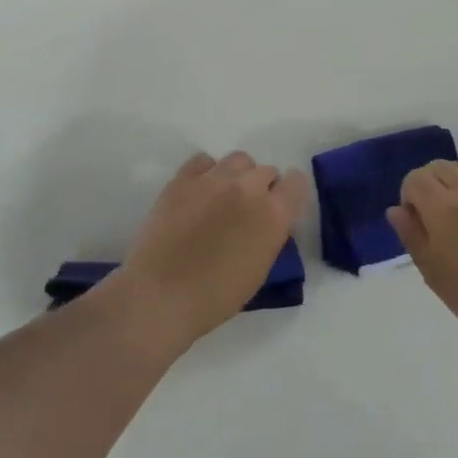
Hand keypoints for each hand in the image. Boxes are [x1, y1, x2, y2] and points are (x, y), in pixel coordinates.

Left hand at [115, 151, 309, 347]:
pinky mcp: (183, 178)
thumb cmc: (215, 297)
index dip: (289, 193)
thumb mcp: (258, 270)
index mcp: (273, 215)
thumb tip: (265, 220)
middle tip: (246, 210)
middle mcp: (248, 188)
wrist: (161, 295)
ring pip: (239, 160)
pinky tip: (199, 192)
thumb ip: (268, 235)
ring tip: (223, 197)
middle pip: (266, 171)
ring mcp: (214, 179)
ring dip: (238, 175)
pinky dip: (207, 172)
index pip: (296, 183)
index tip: (280, 206)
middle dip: (262, 187)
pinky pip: (204, 160)